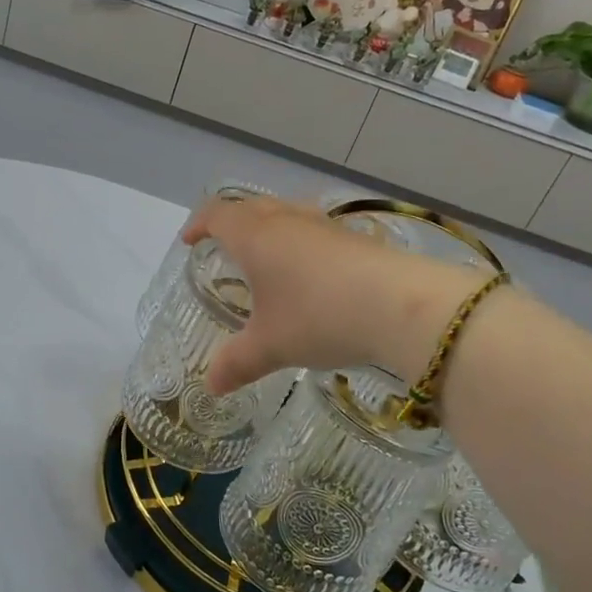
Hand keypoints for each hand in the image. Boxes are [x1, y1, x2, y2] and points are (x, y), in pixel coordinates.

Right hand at [180, 197, 484, 391]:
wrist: (402, 305)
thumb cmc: (319, 316)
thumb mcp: (271, 346)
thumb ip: (237, 362)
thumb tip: (211, 385)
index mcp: (255, 236)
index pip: (217, 214)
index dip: (199, 224)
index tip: (190, 241)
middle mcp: (287, 221)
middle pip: (251, 206)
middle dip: (232, 222)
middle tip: (223, 246)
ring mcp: (325, 225)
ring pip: (286, 212)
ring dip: (269, 227)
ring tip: (266, 255)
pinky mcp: (355, 238)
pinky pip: (314, 229)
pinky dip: (300, 241)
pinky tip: (311, 272)